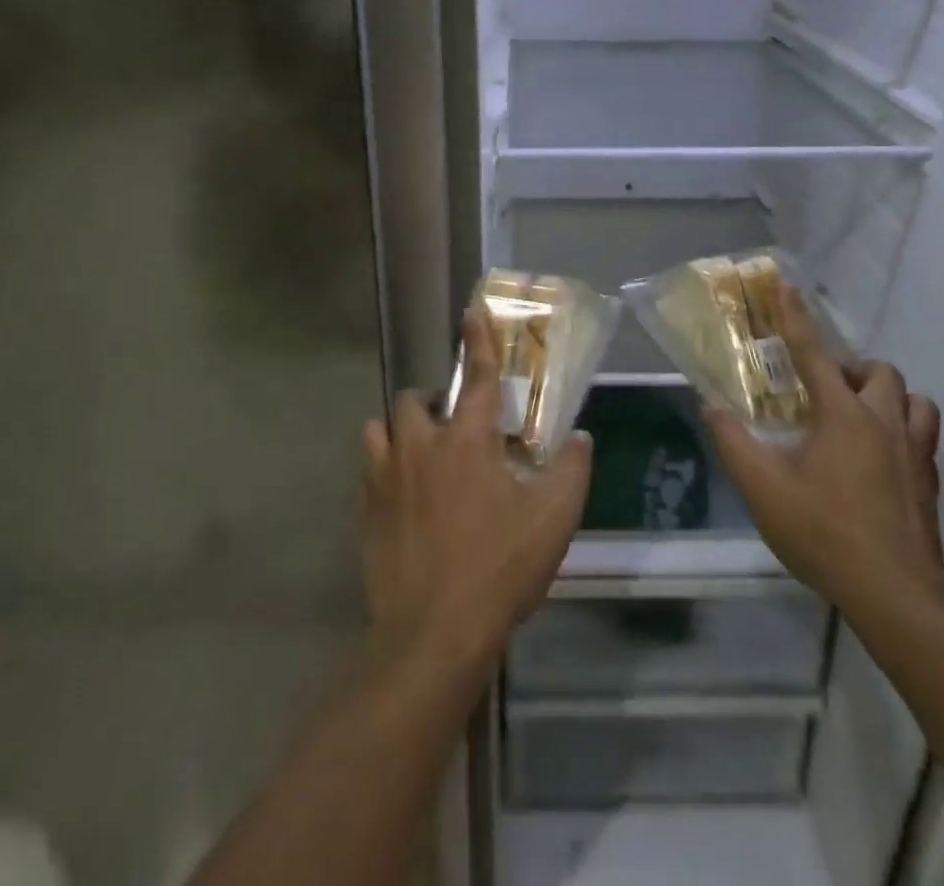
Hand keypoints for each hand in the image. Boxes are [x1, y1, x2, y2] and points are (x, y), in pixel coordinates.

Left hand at [362, 309, 591, 680]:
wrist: (432, 633)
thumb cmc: (499, 568)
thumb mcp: (553, 520)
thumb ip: (570, 470)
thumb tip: (578, 437)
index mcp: (468, 440)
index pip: (479, 377)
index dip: (478, 340)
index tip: (470, 311)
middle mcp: (421, 446)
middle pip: (416, 398)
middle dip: (435, 402)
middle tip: (456, 429)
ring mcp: (386, 477)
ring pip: (382, 428)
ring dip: (402, 431)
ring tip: (422, 456)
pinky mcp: (365, 509)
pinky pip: (369, 469)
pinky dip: (385, 468)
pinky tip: (403, 497)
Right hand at [703, 290, 943, 619]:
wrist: (895, 593)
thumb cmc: (823, 531)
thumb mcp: (762, 487)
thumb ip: (732, 441)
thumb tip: (710, 406)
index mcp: (842, 414)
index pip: (813, 352)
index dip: (796, 317)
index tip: (786, 284)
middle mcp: (884, 421)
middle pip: (878, 371)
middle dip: (852, 369)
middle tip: (825, 390)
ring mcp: (914, 452)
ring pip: (914, 400)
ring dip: (887, 397)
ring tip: (861, 417)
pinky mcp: (930, 482)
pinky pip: (924, 436)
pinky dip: (904, 430)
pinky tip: (881, 457)